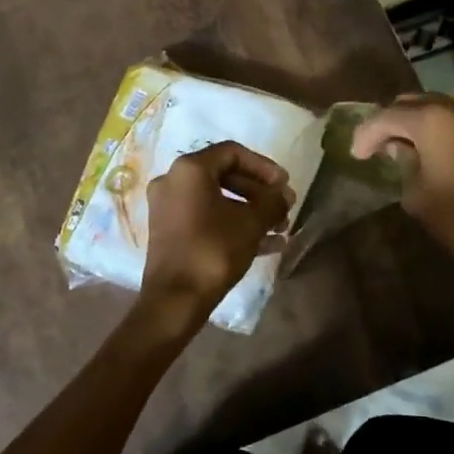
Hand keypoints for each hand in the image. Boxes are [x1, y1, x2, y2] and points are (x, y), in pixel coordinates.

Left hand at [137, 142, 293, 339]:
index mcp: (190, 169)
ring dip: (250, 210)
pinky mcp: (170, 231)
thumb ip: (272, 202)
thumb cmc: (213, 250)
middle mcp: (173, 181)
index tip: (284, 184)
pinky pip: (206, 217)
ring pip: (217, 199)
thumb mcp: (251, 223)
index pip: (233, 152)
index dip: (264, 166)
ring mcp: (168, 207)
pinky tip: (267, 244)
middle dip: (259, 191)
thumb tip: (284, 195)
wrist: (174, 300)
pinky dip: (233, 224)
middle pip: (225, 175)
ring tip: (280, 228)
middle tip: (284, 206)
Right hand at [351, 93, 453, 290]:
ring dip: (415, 121)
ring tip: (400, 146)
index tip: (356, 154)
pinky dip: (438, 125)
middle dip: (390, 122)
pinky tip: (429, 147)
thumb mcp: (417, 194)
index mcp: (434, 120)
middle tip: (375, 147)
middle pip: (412, 102)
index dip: (367, 134)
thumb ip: (402, 162)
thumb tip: (398, 149)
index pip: (387, 116)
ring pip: (435, 105)